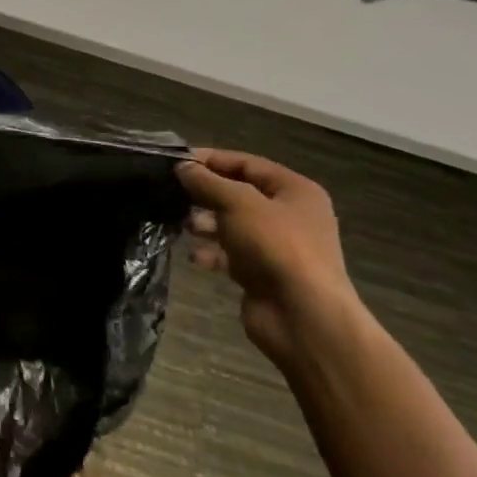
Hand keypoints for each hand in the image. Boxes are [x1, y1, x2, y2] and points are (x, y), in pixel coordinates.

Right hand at [176, 149, 366, 369]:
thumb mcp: (238, 203)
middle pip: (240, 194)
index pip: (248, 164)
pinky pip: (232, 255)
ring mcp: (278, 247)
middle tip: (174, 194)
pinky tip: (196, 256)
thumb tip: (182, 167)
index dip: (212, 160)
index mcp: (295, 191)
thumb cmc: (275, 246)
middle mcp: (290, 215)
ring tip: (184, 225)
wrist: (302, 316)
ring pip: (234, 225)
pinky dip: (213, 253)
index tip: (177, 162)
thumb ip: (207, 182)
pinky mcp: (264, 274)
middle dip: (207, 194)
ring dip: (207, 224)